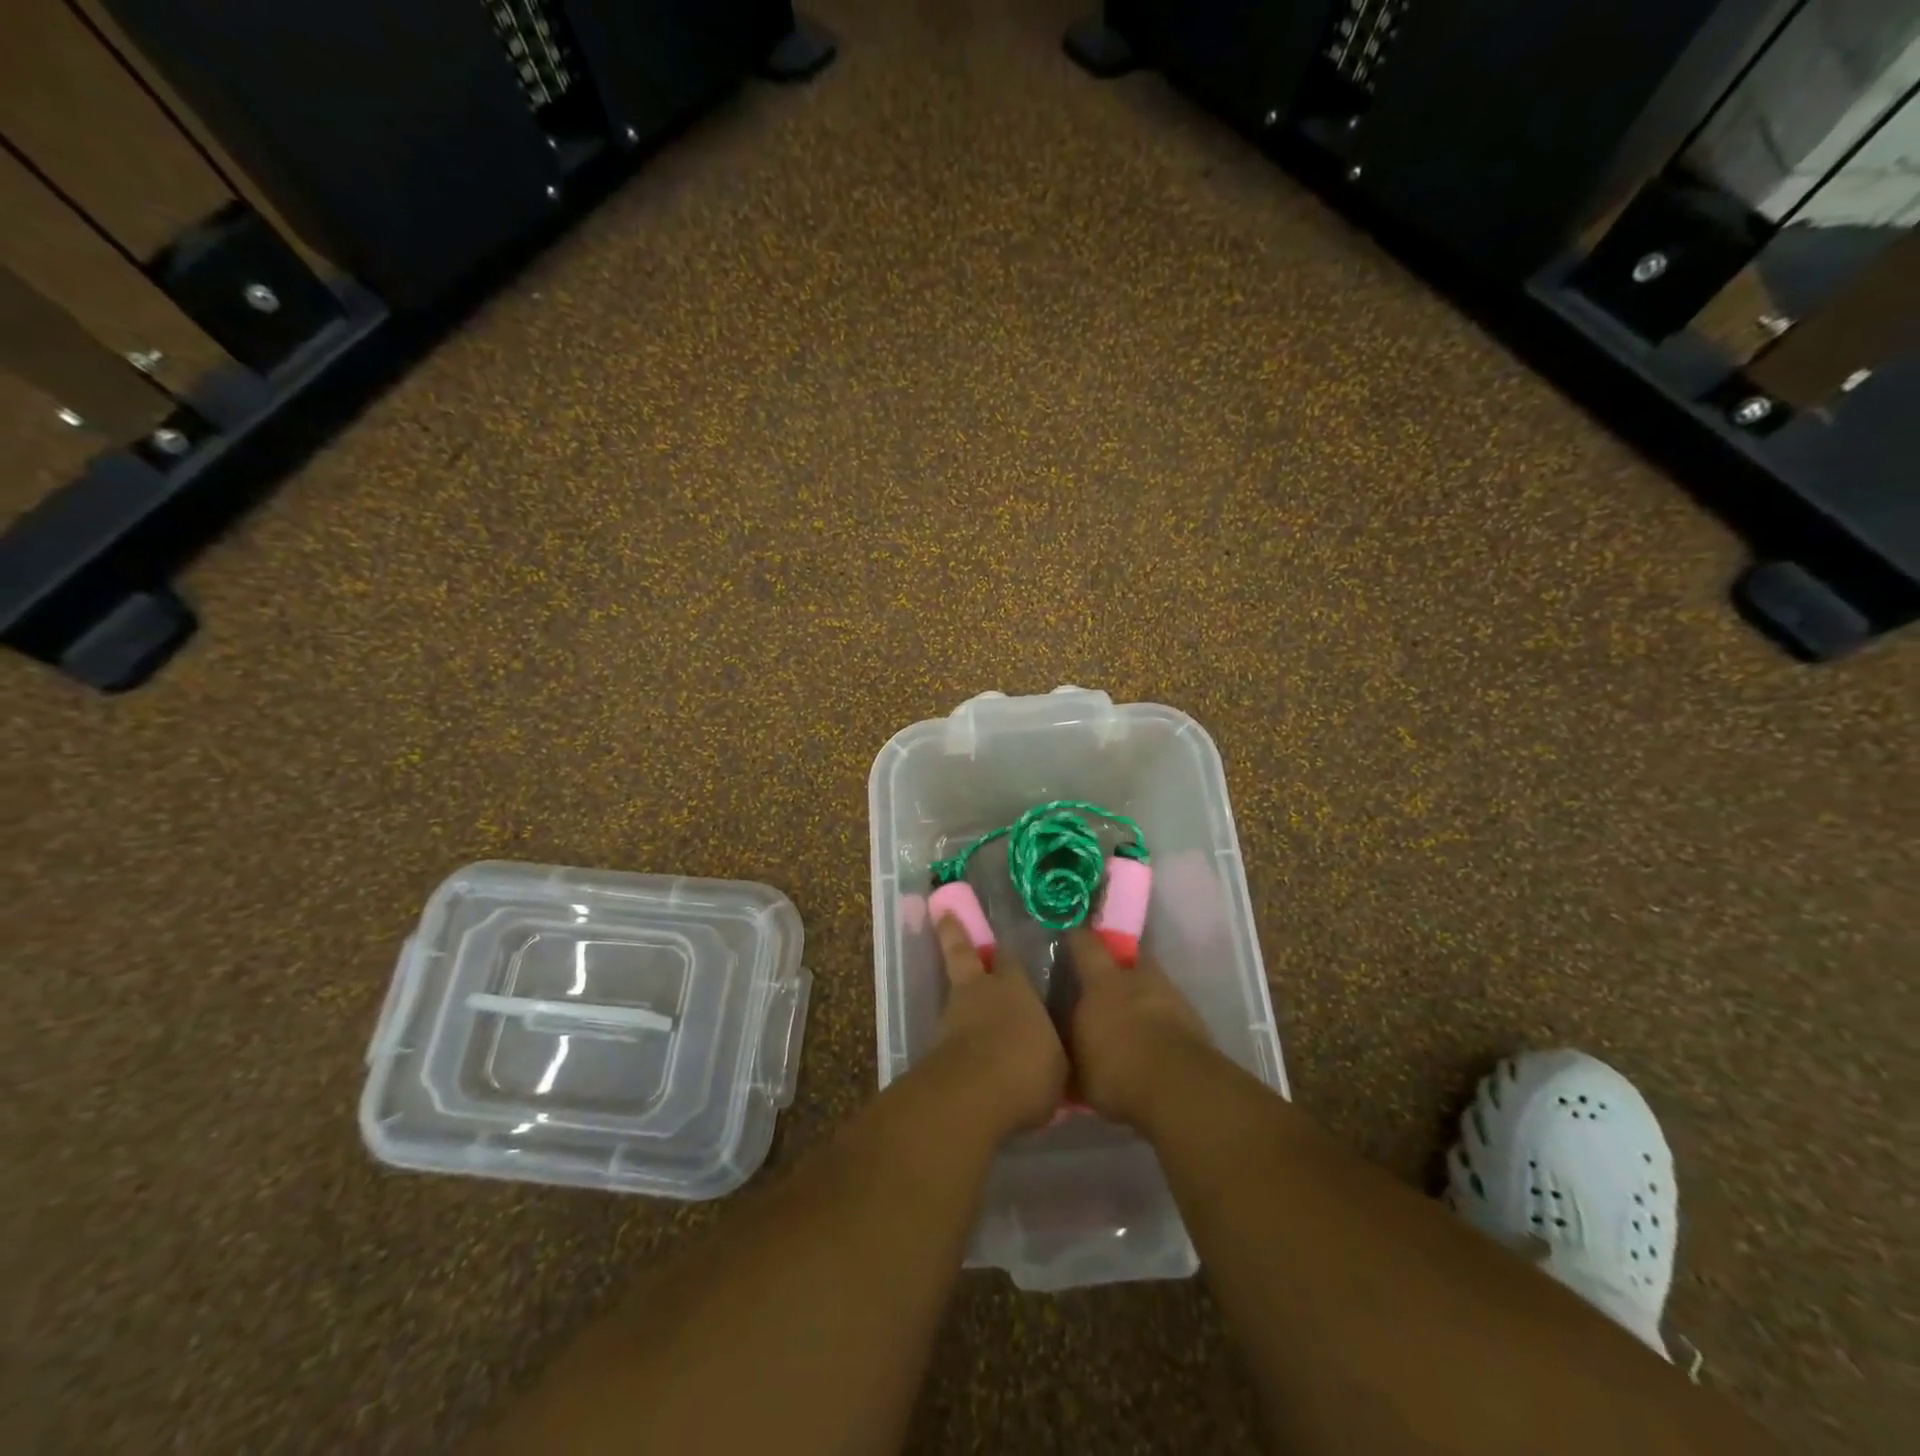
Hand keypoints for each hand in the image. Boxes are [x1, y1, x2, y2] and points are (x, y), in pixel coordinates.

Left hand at [927, 915, 1068, 1139]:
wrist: (975, 1093)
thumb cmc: (1028, 1069)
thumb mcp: (1057, 1064)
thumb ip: (1051, 1050)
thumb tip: (1052, 1052)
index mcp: (1016, 987)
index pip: (1011, 960)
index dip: (1009, 956)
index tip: (1006, 948)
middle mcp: (982, 991)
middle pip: (964, 954)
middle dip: (955, 934)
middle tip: (945, 913)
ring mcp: (953, 1015)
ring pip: (954, 992)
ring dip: (957, 992)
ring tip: (960, 994)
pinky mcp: (935, 1045)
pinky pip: (947, 1032)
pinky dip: (951, 1034)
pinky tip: (958, 1045)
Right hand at [1064, 927, 1211, 1127]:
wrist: (1178, 1087)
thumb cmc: (1116, 1070)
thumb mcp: (1077, 1067)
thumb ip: (1070, 1048)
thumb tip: (1063, 1047)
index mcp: (1102, 982)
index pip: (1086, 945)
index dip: (1078, 939)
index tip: (1071, 936)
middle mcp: (1136, 978)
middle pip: (1128, 959)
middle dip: (1118, 967)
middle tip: (1106, 985)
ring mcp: (1170, 995)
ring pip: (1152, 985)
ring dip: (1142, 996)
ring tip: (1133, 1020)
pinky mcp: (1194, 1019)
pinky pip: (1171, 1011)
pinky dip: (1162, 1020)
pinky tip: (1154, 1042)